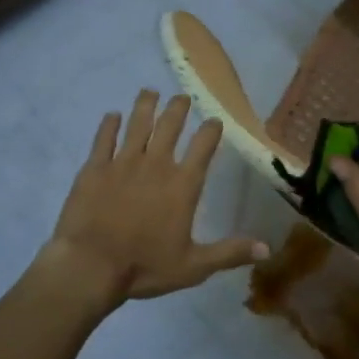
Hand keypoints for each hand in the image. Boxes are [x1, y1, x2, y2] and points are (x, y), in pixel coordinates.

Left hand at [40, 90, 266, 309]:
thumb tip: (268, 249)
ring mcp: (122, 163)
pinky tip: (112, 115)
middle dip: (178, 109)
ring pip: (137, 125)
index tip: (214, 120)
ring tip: (149, 92)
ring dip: (145, 106)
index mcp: (182, 185)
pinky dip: (108, 125)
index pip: (203, 147)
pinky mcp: (94, 168)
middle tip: (182, 97)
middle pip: (169, 126)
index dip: (211, 130)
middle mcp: (156, 165)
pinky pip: (103, 139)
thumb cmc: (144, 266)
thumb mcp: (194, 267)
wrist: (90, 266)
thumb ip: (229, 253)